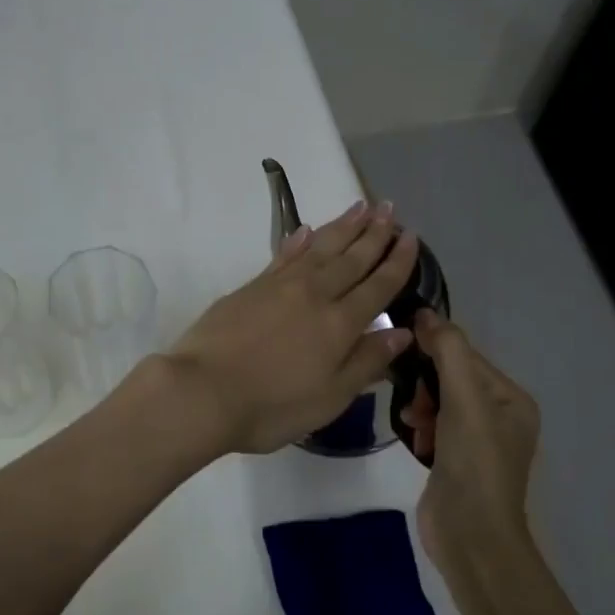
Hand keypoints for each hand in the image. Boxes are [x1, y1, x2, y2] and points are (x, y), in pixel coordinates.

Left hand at [168, 199, 420, 454]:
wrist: (202, 391)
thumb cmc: (271, 406)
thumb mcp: (330, 398)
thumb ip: (366, 362)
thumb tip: (401, 332)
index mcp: (340, 324)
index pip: (377, 286)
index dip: (397, 262)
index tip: (411, 238)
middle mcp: (315, 295)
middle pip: (351, 258)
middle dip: (374, 233)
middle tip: (390, 208)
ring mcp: (279, 286)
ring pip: (320, 248)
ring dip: (342, 227)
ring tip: (361, 207)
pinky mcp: (251, 287)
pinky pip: (284, 255)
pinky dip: (298, 240)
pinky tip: (306, 230)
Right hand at [398, 309, 540, 562]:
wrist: (471, 536)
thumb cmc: (474, 464)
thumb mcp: (464, 401)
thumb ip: (448, 352)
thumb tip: (426, 314)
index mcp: (511, 399)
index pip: (467, 356)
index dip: (435, 350)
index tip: (402, 350)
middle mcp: (498, 416)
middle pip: (450, 378)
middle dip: (427, 385)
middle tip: (415, 404)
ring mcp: (476, 441)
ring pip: (437, 402)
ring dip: (420, 407)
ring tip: (414, 425)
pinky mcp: (454, 460)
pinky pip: (432, 426)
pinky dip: (421, 428)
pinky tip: (416, 441)